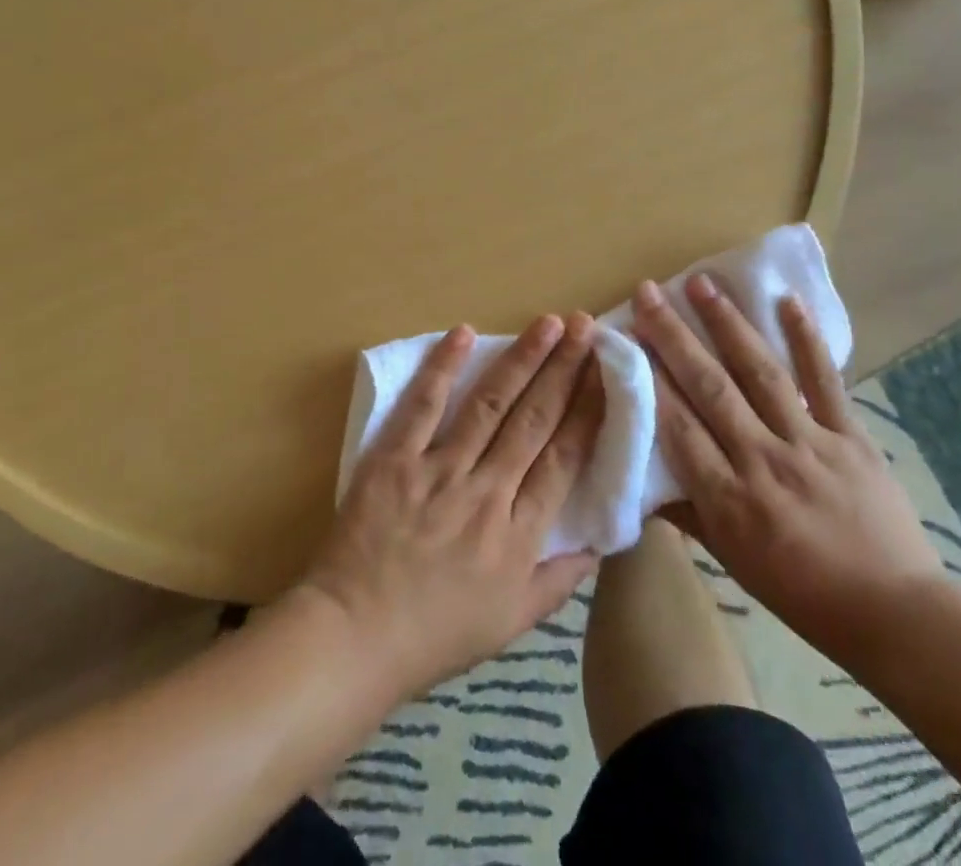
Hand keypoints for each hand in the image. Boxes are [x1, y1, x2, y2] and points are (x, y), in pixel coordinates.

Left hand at [298, 313, 604, 700]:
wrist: (355, 637)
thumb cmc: (436, 634)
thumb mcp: (512, 623)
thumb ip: (560, 581)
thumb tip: (600, 542)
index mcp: (519, 535)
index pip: (564, 458)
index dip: (588, 410)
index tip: (605, 372)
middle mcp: (487, 494)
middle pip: (534, 420)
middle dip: (564, 369)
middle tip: (583, 326)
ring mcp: (439, 472)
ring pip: (490, 404)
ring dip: (522, 359)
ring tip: (546, 323)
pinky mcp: (395, 459)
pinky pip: (423, 406)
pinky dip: (443, 367)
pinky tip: (464, 333)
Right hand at [634, 276, 942, 663]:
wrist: (894, 613)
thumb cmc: (800, 591)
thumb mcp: (731, 560)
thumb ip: (684, 512)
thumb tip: (639, 481)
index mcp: (728, 498)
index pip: (677, 426)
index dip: (648, 379)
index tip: (625, 337)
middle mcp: (763, 460)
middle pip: (710, 387)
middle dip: (673, 336)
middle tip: (648, 293)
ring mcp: (809, 443)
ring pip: (760, 372)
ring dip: (727, 323)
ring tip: (701, 282)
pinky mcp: (850, 435)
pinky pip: (824, 380)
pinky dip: (806, 339)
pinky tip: (786, 301)